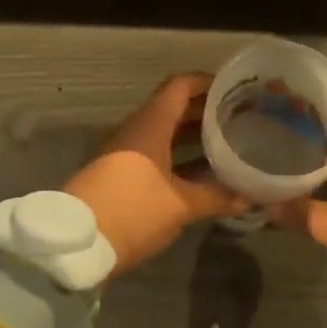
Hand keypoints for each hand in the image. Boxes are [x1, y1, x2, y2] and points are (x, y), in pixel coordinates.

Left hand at [65, 74, 246, 271]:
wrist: (74, 244)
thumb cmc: (131, 211)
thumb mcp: (180, 206)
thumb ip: (217, 197)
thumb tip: (251, 195)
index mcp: (151, 125)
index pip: (180, 86)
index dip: (207, 83)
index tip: (235, 89)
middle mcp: (137, 130)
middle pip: (174, 108)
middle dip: (206, 111)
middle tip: (239, 117)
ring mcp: (126, 152)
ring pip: (165, 132)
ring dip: (193, 135)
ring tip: (228, 142)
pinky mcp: (120, 174)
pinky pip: (156, 153)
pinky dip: (179, 156)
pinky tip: (202, 173)